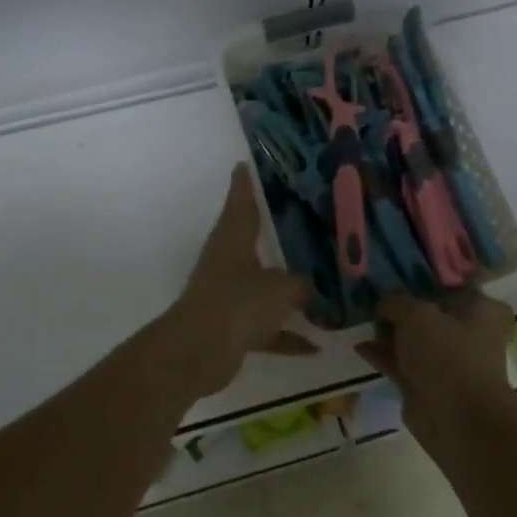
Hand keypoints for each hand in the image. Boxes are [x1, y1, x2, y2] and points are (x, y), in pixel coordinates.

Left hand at [161, 166, 316, 398]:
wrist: (199, 352)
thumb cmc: (239, 304)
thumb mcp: (281, 289)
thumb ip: (299, 285)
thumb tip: (307, 287)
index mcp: (233, 241)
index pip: (240, 204)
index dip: (244, 185)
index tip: (244, 165)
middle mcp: (227, 264)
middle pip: (249, 242)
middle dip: (269, 234)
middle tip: (295, 220)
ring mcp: (227, 297)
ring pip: (260, 288)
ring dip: (284, 294)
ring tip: (317, 292)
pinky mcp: (230, 328)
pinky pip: (264, 328)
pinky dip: (285, 336)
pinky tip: (314, 347)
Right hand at [358, 292, 516, 450]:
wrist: (456, 419)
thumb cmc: (447, 355)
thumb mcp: (416, 314)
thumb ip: (396, 302)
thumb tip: (384, 305)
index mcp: (483, 310)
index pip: (453, 285)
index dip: (425, 279)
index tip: (397, 273)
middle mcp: (470, 334)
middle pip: (431, 312)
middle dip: (403, 307)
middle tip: (374, 293)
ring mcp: (448, 361)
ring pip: (414, 339)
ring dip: (390, 331)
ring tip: (362, 317)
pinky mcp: (428, 385)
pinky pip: (401, 362)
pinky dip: (383, 354)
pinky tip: (360, 345)